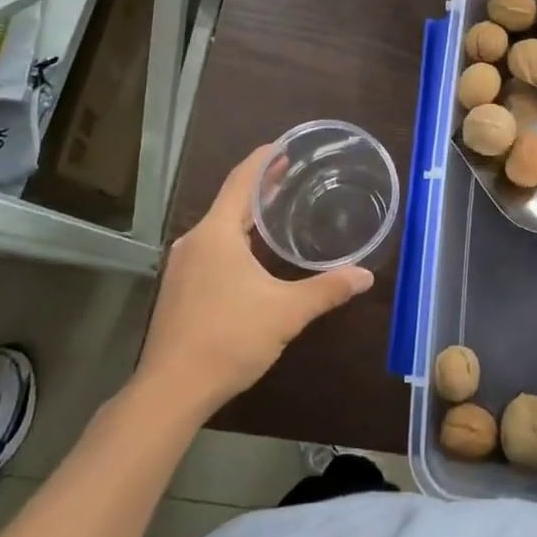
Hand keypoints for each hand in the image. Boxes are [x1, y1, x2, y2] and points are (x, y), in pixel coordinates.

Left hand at [137, 146, 373, 412]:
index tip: (285, 145)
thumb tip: (365, 276)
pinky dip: (234, 238)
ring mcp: (182, 266)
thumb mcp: (286, 312)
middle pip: (230, 201)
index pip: (241, 180)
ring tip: (276, 209)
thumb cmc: (228, 339)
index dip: (263, 159)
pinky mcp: (179, 289)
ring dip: (247, 215)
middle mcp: (195, 241)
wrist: (171, 391)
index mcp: (217, 233)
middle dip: (260, 186)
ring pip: (219, 226)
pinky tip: (252, 254)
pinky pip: (211, 247)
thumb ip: (326, 290)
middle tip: (290, 172)